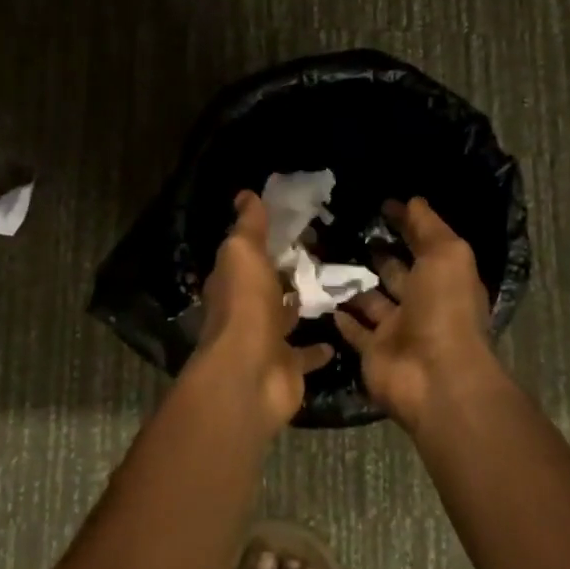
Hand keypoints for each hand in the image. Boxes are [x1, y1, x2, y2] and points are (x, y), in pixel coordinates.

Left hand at [194, 191, 334, 429]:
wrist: (252, 374)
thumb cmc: (246, 305)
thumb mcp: (243, 253)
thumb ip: (248, 226)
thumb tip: (246, 194)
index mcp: (230, 282)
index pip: (244, 255)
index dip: (261, 240)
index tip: (289, 223)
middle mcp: (245, 311)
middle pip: (266, 286)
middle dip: (283, 272)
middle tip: (317, 252)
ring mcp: (266, 341)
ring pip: (285, 317)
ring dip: (300, 306)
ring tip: (332, 286)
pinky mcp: (288, 367)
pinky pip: (306, 354)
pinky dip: (319, 348)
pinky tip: (339, 332)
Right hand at [334, 197, 498, 432]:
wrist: (434, 377)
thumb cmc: (444, 309)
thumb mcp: (446, 255)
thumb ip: (428, 226)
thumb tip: (412, 200)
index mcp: (444, 280)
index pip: (423, 245)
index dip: (406, 224)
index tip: (380, 204)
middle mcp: (422, 304)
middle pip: (396, 273)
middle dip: (377, 254)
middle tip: (344, 230)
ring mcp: (397, 330)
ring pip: (370, 301)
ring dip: (353, 283)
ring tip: (323, 257)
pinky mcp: (373, 353)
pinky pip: (355, 332)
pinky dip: (342, 317)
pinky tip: (322, 297)